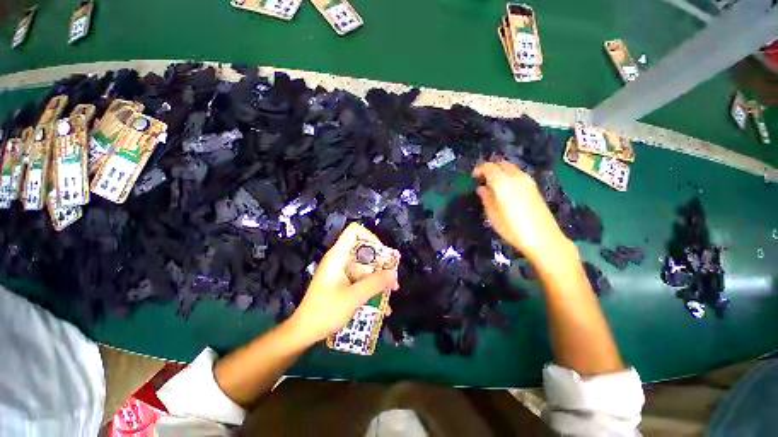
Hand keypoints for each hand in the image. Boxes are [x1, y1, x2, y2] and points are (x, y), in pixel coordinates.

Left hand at [289, 223, 399, 345]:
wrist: (304, 332)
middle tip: (392, 278)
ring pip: (365, 267)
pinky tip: (381, 305)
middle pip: (364, 251)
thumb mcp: (353, 297)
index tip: (382, 254)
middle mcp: (340, 260)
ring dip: (379, 278)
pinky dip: (371, 288)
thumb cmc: (325, 312)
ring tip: (391, 292)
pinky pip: (361, 279)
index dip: (370, 237)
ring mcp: (341, 272)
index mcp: (338, 256)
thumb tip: (393, 274)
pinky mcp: (342, 283)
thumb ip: (375, 284)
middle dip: (381, 264)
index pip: (354, 231)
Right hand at [472, 161, 570, 262]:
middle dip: (490, 168)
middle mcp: (516, 177)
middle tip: (482, 179)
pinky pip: (518, 174)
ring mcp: (527, 181)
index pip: (489, 167)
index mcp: (502, 183)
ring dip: (500, 171)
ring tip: (493, 185)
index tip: (473, 177)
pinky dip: (508, 176)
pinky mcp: (534, 187)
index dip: (479, 169)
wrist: (543, 238)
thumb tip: (482, 188)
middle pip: (501, 163)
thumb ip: (486, 198)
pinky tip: (505, 189)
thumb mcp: (492, 215)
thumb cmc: (512, 229)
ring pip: (511, 167)